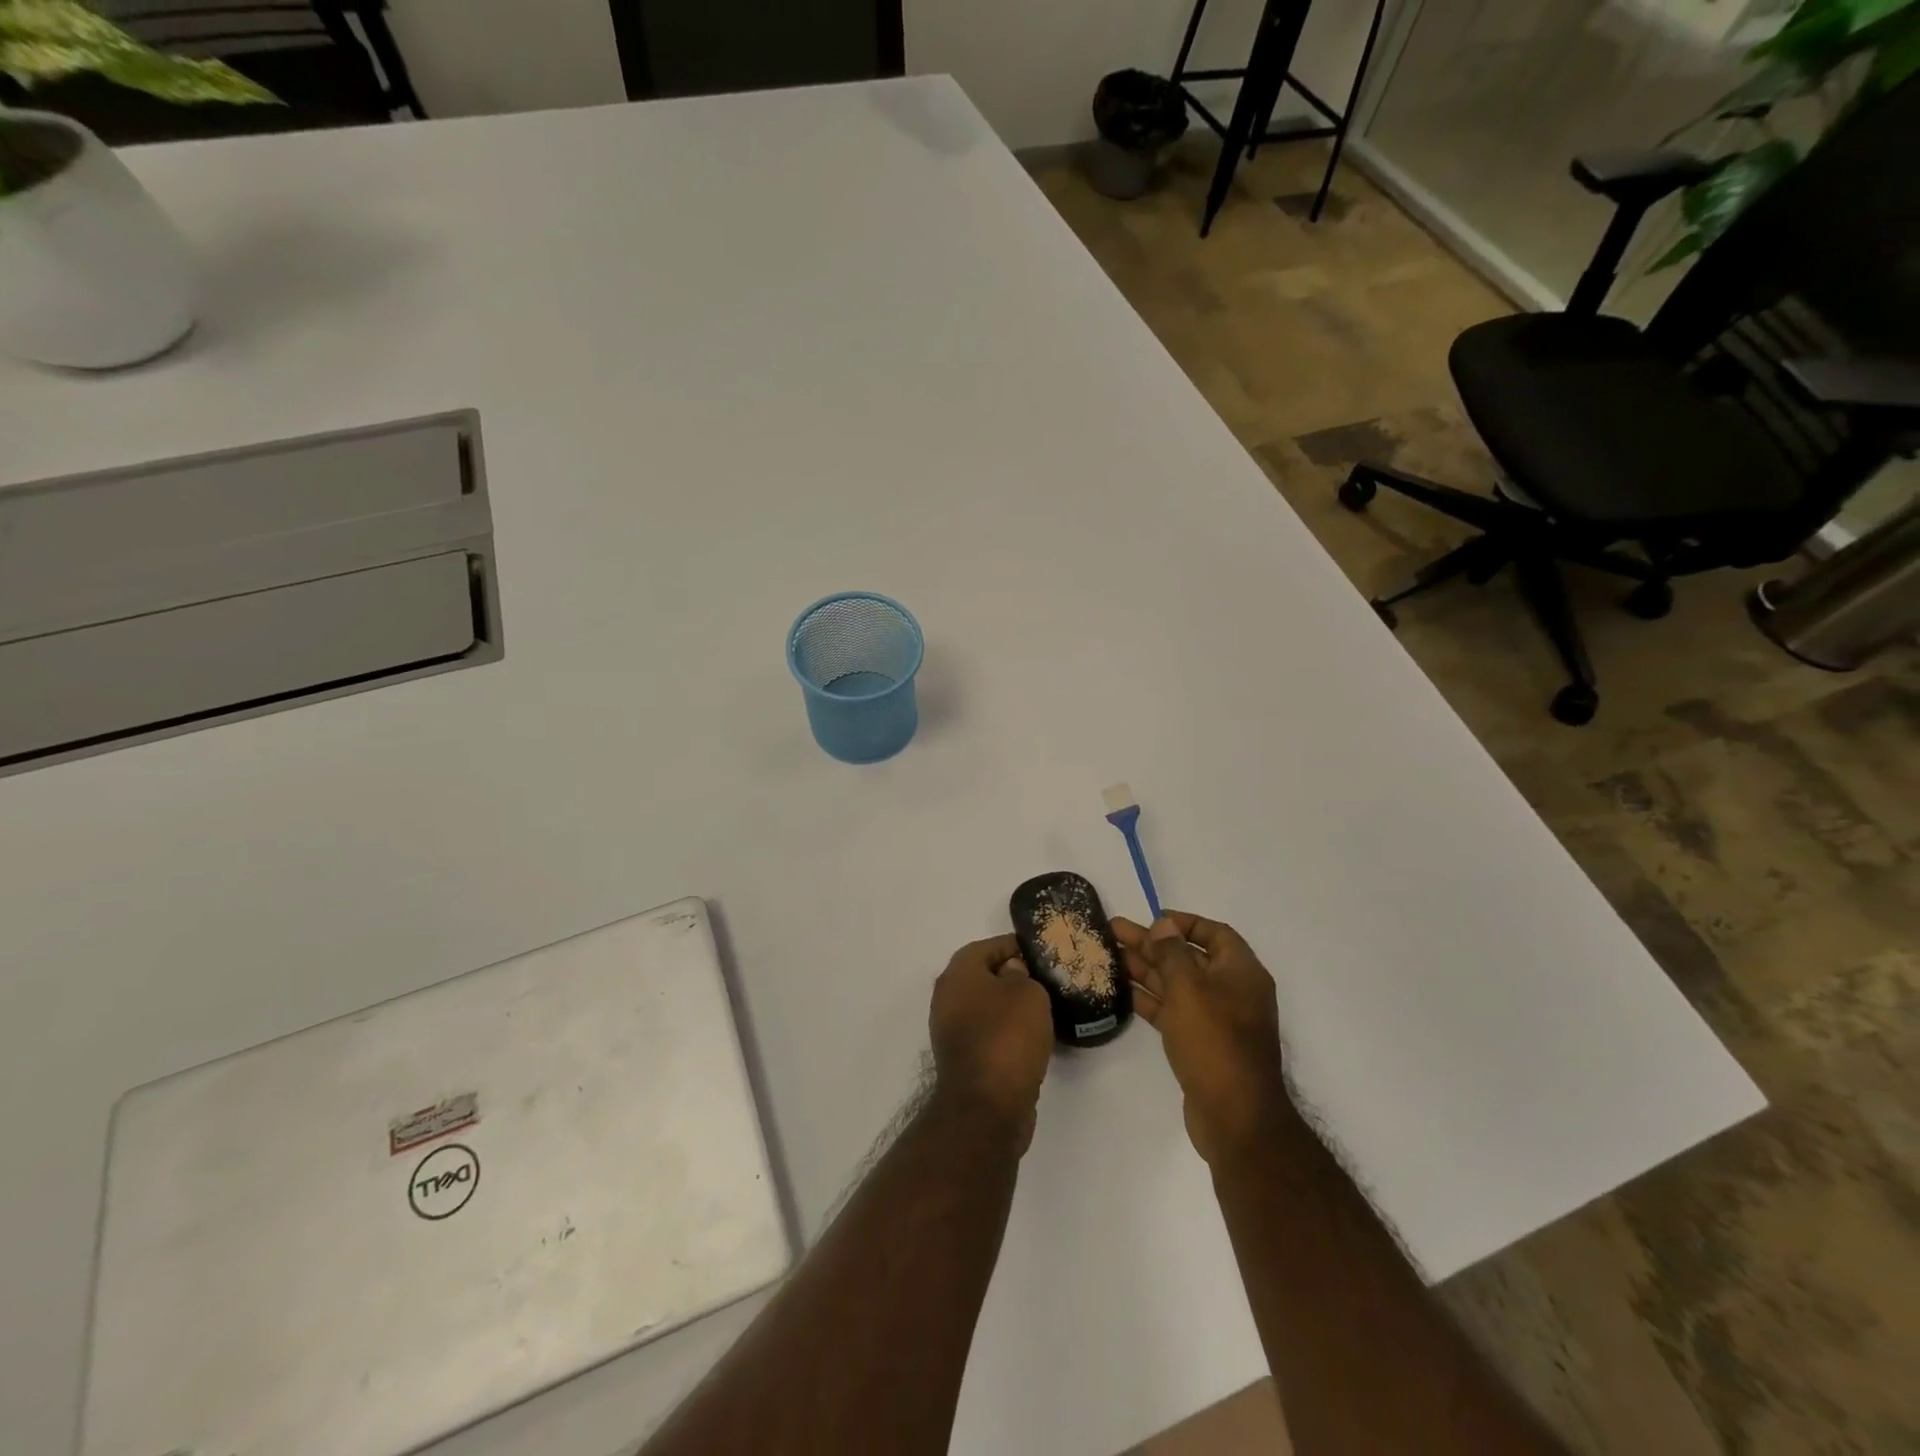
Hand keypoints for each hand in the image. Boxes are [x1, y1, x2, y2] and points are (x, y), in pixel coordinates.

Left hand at [929, 934, 1053, 1149]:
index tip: (1041, 954)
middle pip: (984, 976)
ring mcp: (951, 1031)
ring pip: (986, 1007)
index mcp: (958, 974)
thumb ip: (1022, 974)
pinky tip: (1032, 1040)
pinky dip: (1007, 1033)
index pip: (988, 946)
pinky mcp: (963, 1059)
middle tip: (1045, 982)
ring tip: (1044, 1011)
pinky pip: (988, 1034)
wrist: (986, 1107)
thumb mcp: (1028, 993)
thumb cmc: (1007, 1037)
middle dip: (1013, 977)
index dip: (1016, 946)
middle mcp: (948, 998)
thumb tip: (1011, 974)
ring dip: (1010, 1008)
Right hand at [1112, 912, 1291, 1166]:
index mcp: (1241, 972)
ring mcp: (1217, 1020)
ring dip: (1146, 969)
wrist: (1235, 1117)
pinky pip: (1174, 1011)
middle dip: (1153, 944)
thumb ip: (1172, 953)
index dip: (1184, 922)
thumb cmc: (1214, 1041)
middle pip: (1189, 957)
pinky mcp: (1201, 1044)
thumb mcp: (1189, 989)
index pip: (1214, 933)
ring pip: (1178, 984)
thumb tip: (1164, 925)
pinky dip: (1150, 999)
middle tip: (1113, 931)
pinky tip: (1122, 991)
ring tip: (1109, 955)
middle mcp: (1232, 991)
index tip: (1151, 919)